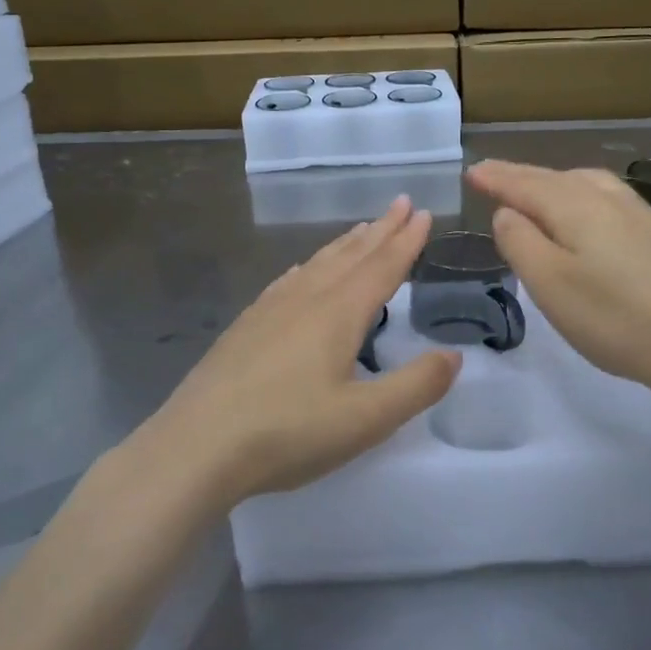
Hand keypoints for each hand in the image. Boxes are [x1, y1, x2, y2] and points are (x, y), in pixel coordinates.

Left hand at [136, 197, 460, 507]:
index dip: (407, 241)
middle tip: (401, 203)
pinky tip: (302, 271)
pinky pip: (288, 280)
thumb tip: (453, 355)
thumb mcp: (365, 419)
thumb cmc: (287, 432)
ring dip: (346, 244)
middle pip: (351, 256)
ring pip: (317, 264)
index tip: (424, 213)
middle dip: (381, 230)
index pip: (382, 267)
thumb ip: (416, 386)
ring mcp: (270, 310)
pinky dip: (309, 266)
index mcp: (338, 314)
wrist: (196, 446)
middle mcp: (305, 299)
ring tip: (363, 229)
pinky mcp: (246, 326)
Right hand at [469, 160, 650, 397]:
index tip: (473, 172)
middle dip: (523, 177)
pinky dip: (587, 200)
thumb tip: (508, 213)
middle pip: (558, 178)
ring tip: (541, 192)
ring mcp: (645, 216)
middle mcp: (611, 200)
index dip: (496, 178)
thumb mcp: (550, 284)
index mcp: (577, 206)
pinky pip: (613, 202)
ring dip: (558, 183)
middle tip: (496, 179)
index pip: (525, 184)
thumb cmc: (615, 318)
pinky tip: (595, 220)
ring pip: (591, 185)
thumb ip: (520, 242)